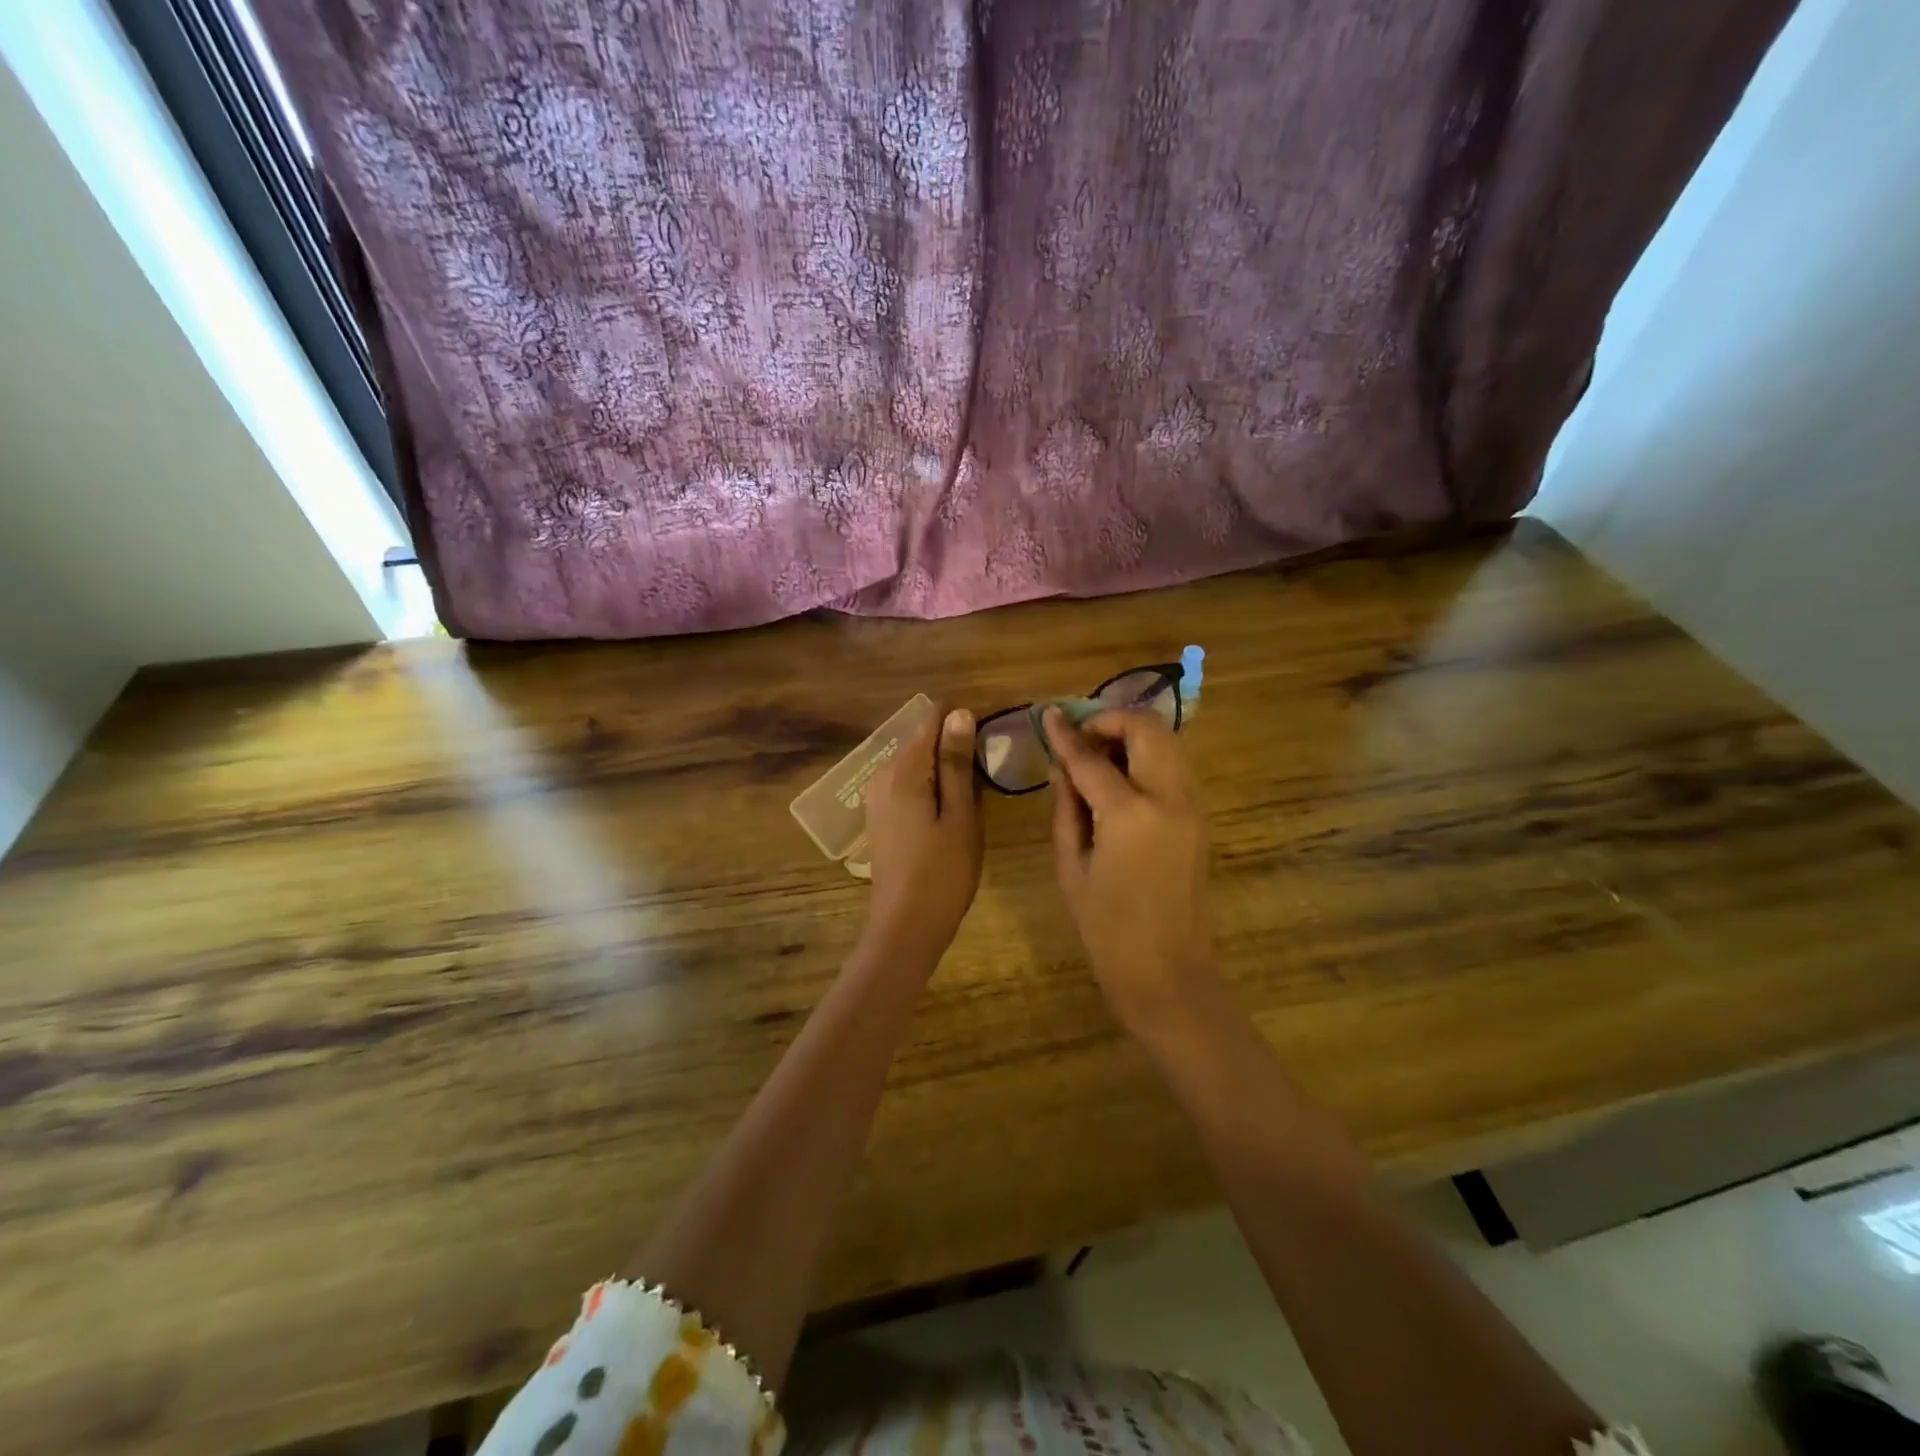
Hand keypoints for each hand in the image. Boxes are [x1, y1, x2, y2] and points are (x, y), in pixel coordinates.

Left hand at [861, 707, 982, 968]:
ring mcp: (877, 796)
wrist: (904, 927)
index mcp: (903, 770)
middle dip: (955, 744)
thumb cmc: (942, 872)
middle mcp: (882, 775)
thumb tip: (959, 713)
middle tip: (990, 770)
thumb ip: (956, 763)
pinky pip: (908, 784)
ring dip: (945, 767)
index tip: (991, 736)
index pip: (931, 719)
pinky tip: (952, 809)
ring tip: (977, 790)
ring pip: (916, 763)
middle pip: (922, 739)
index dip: (962, 719)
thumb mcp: (960, 815)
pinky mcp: (880, 816)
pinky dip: (931, 785)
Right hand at [1045, 707, 1211, 1029]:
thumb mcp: (1071, 865)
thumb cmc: (1106, 928)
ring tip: (1099, 758)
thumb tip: (1063, 766)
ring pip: (1168, 742)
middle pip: (1147, 729)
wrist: (1166, 971)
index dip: (1066, 734)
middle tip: (1081, 738)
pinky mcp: (1201, 818)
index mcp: (1129, 813)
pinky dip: (1148, 758)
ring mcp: (1192, 806)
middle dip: (1111, 721)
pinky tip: (1122, 781)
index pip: (1091, 757)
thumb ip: (1067, 807)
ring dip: (1133, 736)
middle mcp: (1169, 798)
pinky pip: (1175, 768)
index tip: (1049, 716)